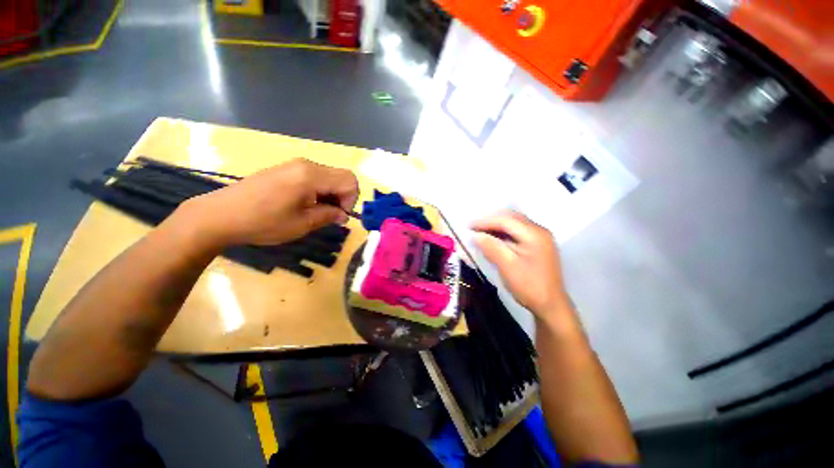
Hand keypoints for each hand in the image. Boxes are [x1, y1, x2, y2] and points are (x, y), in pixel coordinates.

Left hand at [182, 159, 358, 245]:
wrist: (220, 215)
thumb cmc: (263, 222)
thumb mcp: (302, 224)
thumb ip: (329, 216)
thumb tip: (343, 215)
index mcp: (311, 176)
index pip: (350, 181)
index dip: (351, 200)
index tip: (338, 216)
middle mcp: (306, 165)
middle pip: (342, 176)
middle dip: (343, 197)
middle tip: (331, 215)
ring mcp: (295, 165)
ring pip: (330, 176)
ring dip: (332, 195)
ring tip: (317, 212)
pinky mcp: (286, 170)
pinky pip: (315, 177)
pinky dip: (320, 191)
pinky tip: (306, 205)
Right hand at [472, 211, 569, 318]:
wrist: (550, 306)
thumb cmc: (529, 286)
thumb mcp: (507, 266)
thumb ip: (491, 247)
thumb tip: (475, 235)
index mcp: (534, 234)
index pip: (506, 220)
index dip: (485, 221)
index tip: (468, 226)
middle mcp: (539, 230)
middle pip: (511, 218)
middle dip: (491, 221)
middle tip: (473, 228)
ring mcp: (540, 237)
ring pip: (514, 224)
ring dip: (497, 226)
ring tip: (480, 232)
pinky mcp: (538, 245)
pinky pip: (518, 232)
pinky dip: (504, 233)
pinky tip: (494, 239)